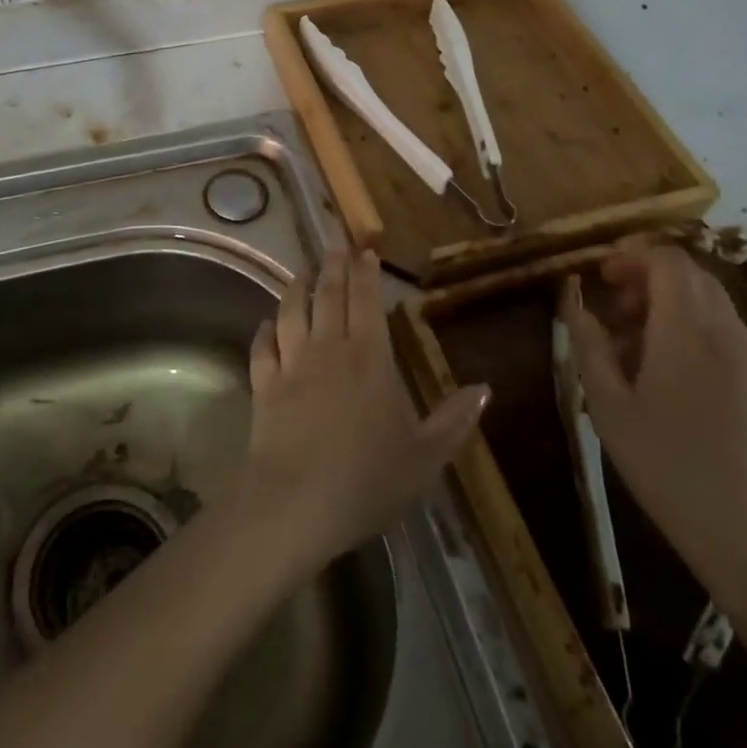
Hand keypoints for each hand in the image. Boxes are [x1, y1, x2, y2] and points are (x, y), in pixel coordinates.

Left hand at [234, 250, 488, 576]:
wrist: (296, 502)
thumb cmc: (367, 478)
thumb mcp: (425, 457)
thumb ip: (454, 420)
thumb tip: (484, 388)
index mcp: (369, 359)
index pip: (367, 302)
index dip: (366, 274)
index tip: (365, 252)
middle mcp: (328, 349)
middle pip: (328, 296)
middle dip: (333, 267)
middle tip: (334, 245)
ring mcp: (291, 365)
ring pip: (291, 312)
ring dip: (297, 289)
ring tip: (302, 273)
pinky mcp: (263, 385)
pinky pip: (262, 348)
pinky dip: (264, 331)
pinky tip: (266, 325)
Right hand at [561, 244, 746, 610]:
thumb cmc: (670, 468)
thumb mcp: (609, 407)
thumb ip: (588, 345)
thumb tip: (574, 299)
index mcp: (686, 331)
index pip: (667, 260)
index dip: (631, 255)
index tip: (600, 275)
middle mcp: (724, 331)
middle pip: (690, 274)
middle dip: (646, 277)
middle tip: (612, 309)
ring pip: (707, 301)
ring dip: (667, 303)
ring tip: (632, 345)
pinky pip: (721, 329)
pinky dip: (688, 327)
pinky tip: (664, 372)